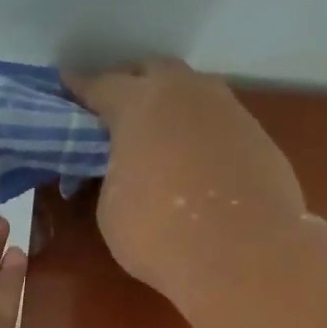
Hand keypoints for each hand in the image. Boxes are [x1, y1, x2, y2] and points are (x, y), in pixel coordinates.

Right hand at [64, 58, 305, 297]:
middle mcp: (186, 93)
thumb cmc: (160, 233)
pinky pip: (220, 124)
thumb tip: (129, 169)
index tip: (67, 85)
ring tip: (161, 137)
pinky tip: (198, 164)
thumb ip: (115, 174)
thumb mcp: (112, 207)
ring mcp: (229, 111)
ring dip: (173, 107)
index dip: (80, 87)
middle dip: (132, 84)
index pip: (100, 84)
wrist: (244, 256)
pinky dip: (203, 135)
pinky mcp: (260, 137)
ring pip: (193, 93)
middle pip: (153, 71)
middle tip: (117, 110)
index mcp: (138, 104)